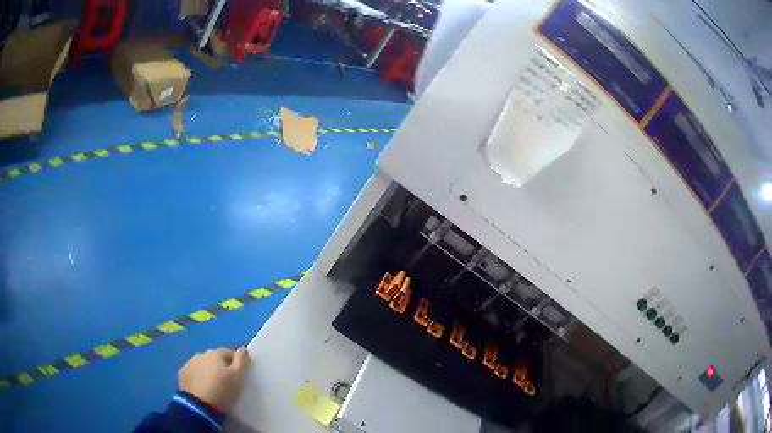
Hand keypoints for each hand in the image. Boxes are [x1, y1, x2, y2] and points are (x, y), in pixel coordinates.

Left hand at [178, 347, 249, 411]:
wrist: (199, 404)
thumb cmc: (222, 390)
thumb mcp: (238, 377)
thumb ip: (242, 361)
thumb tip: (243, 349)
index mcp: (215, 353)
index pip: (229, 353)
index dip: (235, 363)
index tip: (238, 375)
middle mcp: (201, 354)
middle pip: (214, 358)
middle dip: (220, 366)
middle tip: (226, 381)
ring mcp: (190, 363)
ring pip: (203, 364)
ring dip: (208, 370)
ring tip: (213, 385)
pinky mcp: (182, 373)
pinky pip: (194, 372)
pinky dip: (198, 376)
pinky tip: (202, 387)